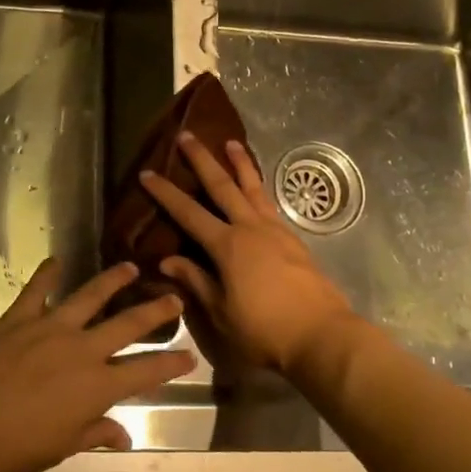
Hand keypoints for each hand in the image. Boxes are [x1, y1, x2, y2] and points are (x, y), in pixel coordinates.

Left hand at [0, 260, 192, 471]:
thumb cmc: (13, 450)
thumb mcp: (61, 448)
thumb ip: (94, 433)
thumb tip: (122, 435)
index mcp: (96, 387)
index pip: (145, 373)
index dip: (171, 364)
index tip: (190, 356)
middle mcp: (81, 350)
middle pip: (127, 324)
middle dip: (155, 311)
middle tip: (174, 298)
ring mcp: (49, 329)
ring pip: (89, 297)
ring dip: (112, 280)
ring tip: (129, 267)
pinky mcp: (17, 320)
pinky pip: (36, 291)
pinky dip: (46, 274)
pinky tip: (55, 261)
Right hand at [140, 133, 355, 375]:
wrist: (322, 335)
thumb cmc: (265, 330)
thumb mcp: (222, 312)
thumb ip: (196, 281)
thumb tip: (167, 260)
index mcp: (227, 246)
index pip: (188, 213)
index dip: (166, 193)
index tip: (147, 173)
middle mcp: (250, 228)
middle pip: (222, 186)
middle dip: (202, 160)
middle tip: (187, 135)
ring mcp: (275, 231)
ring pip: (253, 188)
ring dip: (239, 164)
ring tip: (231, 143)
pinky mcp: (293, 240)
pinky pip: (269, 203)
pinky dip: (259, 187)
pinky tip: (256, 188)